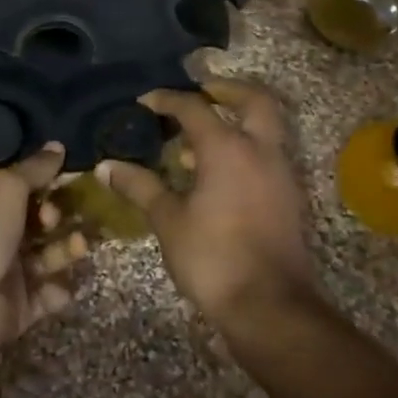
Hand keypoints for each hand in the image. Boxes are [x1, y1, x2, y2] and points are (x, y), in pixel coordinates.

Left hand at [0, 145, 76, 355]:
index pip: (21, 191)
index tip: (67, 181)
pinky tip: (63, 284)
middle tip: (66, 218)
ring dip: (66, 250)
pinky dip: (59, 290)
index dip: (45, 185)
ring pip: (47, 257)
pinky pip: (48, 295)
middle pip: (38, 224)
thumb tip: (58, 145)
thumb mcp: (6, 188)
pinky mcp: (20, 308)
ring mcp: (7, 274)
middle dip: (59, 218)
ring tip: (79, 245)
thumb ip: (34, 169)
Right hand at [100, 78, 316, 329]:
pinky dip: (245, 149)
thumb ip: (140, 187)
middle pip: (255, 100)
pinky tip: (216, 173)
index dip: (167, 99)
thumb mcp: (168, 220)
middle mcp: (261, 151)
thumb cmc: (213, 258)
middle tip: (199, 94)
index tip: (144, 101)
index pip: (195, 107)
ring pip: (266, 128)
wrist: (271, 308)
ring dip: (237, 121)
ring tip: (199, 138)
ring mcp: (281, 174)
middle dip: (227, 90)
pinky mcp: (290, 198)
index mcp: (228, 149)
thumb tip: (107, 166)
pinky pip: (268, 155)